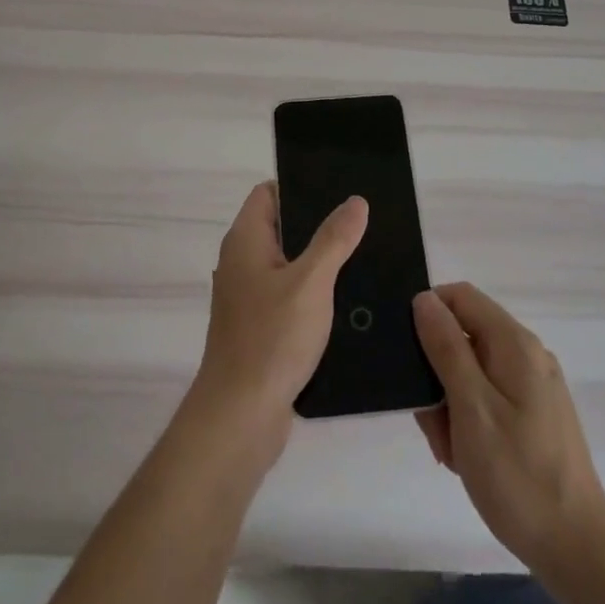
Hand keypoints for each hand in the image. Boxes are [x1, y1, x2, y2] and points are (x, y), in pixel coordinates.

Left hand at [190, 182, 367, 458]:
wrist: (240, 418)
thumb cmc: (271, 339)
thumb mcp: (311, 282)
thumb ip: (334, 239)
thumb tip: (355, 201)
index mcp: (245, 241)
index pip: (268, 193)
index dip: (300, 185)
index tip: (339, 188)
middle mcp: (242, 263)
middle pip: (282, 228)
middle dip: (319, 225)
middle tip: (363, 222)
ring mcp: (249, 299)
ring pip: (289, 266)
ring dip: (320, 263)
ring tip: (364, 257)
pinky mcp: (260, 329)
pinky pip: (290, 298)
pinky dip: (314, 295)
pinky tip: (347, 302)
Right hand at [412, 283, 604, 579]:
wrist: (576, 549)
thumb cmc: (518, 475)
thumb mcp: (471, 408)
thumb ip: (446, 348)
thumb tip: (424, 298)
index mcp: (514, 344)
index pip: (460, 297)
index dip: (428, 313)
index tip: (406, 355)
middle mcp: (526, 355)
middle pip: (463, 336)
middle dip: (436, 374)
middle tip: (432, 424)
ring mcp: (532, 386)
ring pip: (470, 372)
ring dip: (449, 405)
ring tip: (452, 452)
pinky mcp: (533, 415)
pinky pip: (486, 399)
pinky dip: (468, 421)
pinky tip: (466, 460)